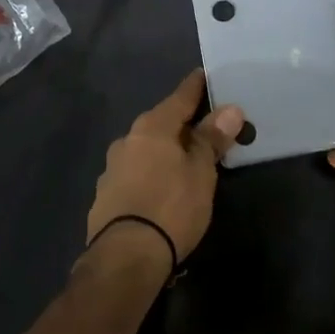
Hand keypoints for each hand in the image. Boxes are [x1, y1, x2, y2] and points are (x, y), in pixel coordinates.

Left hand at [86, 70, 242, 269]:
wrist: (125, 257)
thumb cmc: (171, 206)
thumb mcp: (201, 172)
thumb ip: (212, 139)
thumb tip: (230, 109)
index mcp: (152, 127)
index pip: (180, 97)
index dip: (196, 87)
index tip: (205, 75)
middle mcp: (127, 140)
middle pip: (160, 123)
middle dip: (180, 125)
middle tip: (203, 129)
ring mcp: (112, 169)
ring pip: (145, 150)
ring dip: (163, 153)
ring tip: (183, 165)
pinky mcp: (104, 197)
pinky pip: (134, 175)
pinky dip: (150, 176)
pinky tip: (160, 192)